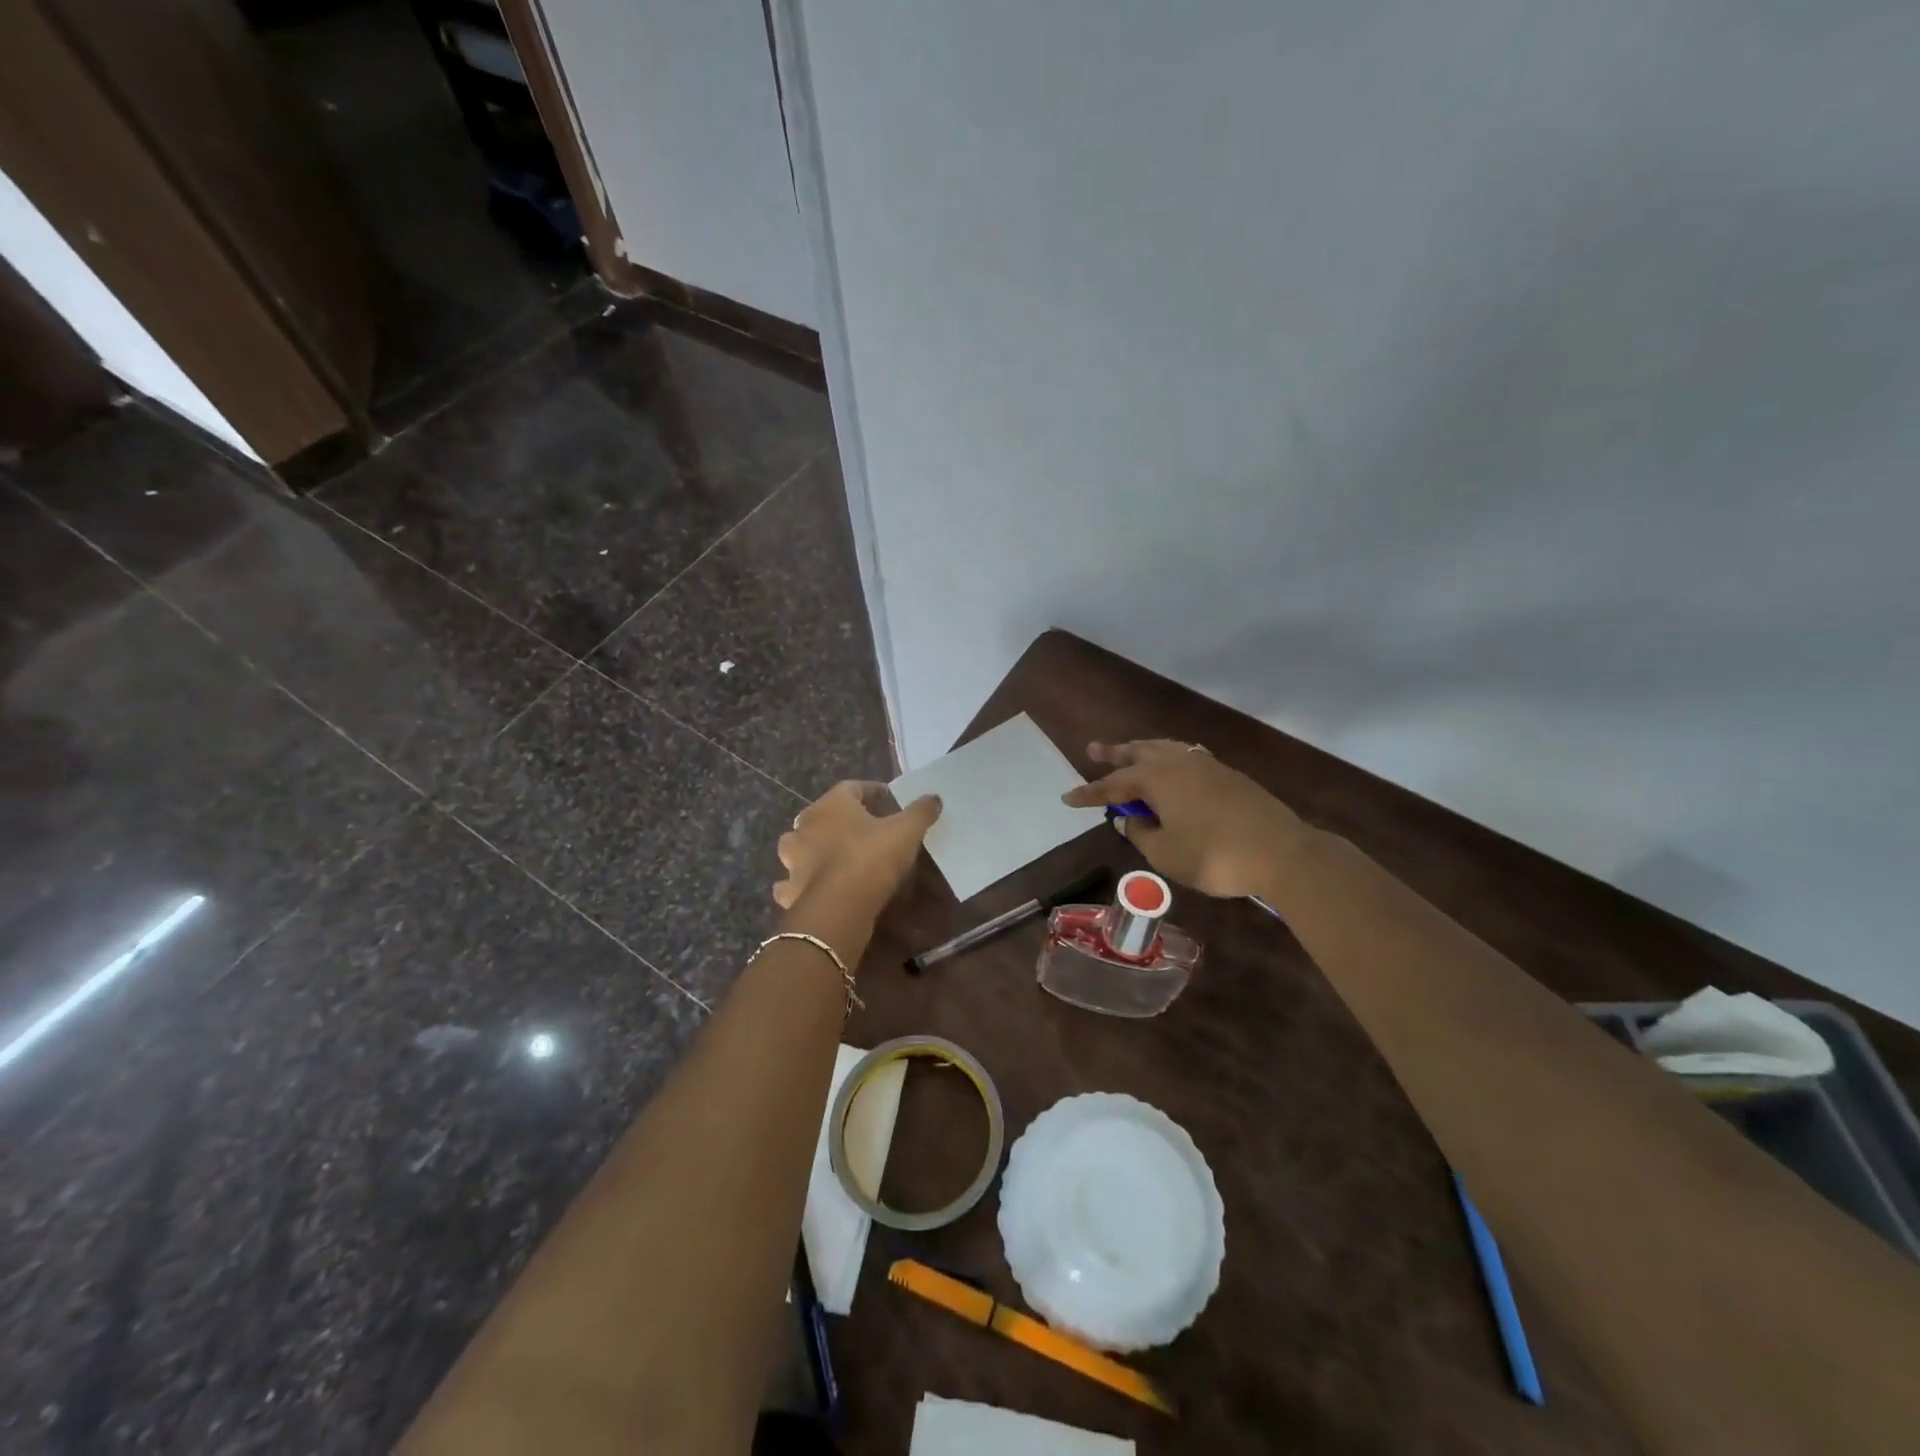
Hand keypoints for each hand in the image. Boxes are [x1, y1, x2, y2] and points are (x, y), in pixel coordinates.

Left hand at [774, 781, 941, 914]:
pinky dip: (798, 884)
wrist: (839, 907)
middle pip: (820, 815)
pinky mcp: (788, 890)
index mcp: (831, 805)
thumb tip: (934, 797)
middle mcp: (805, 826)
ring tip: (831, 857)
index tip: (889, 800)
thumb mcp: (906, 832)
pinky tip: (811, 889)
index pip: (851, 787)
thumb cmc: (871, 858)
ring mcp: (792, 859)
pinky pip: (790, 882)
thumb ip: (920, 812)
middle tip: (861, 829)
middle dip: (838, 820)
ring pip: (798, 846)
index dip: (871, 791)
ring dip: (812, 849)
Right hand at [1062, 741, 1310, 897]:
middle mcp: (1179, 763)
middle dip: (1114, 753)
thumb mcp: (1166, 853)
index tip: (1067, 797)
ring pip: (1166, 749)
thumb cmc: (1214, 855)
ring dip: (1143, 749)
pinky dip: (1170, 755)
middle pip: (1139, 752)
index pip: (1113, 785)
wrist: (1281, 852)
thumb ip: (1141, 835)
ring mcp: (1207, 766)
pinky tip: (1173, 763)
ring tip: (1130, 751)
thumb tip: (1127, 820)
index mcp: (1157, 779)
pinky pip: (1187, 755)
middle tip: (1093, 749)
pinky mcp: (1228, 775)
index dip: (1089, 793)